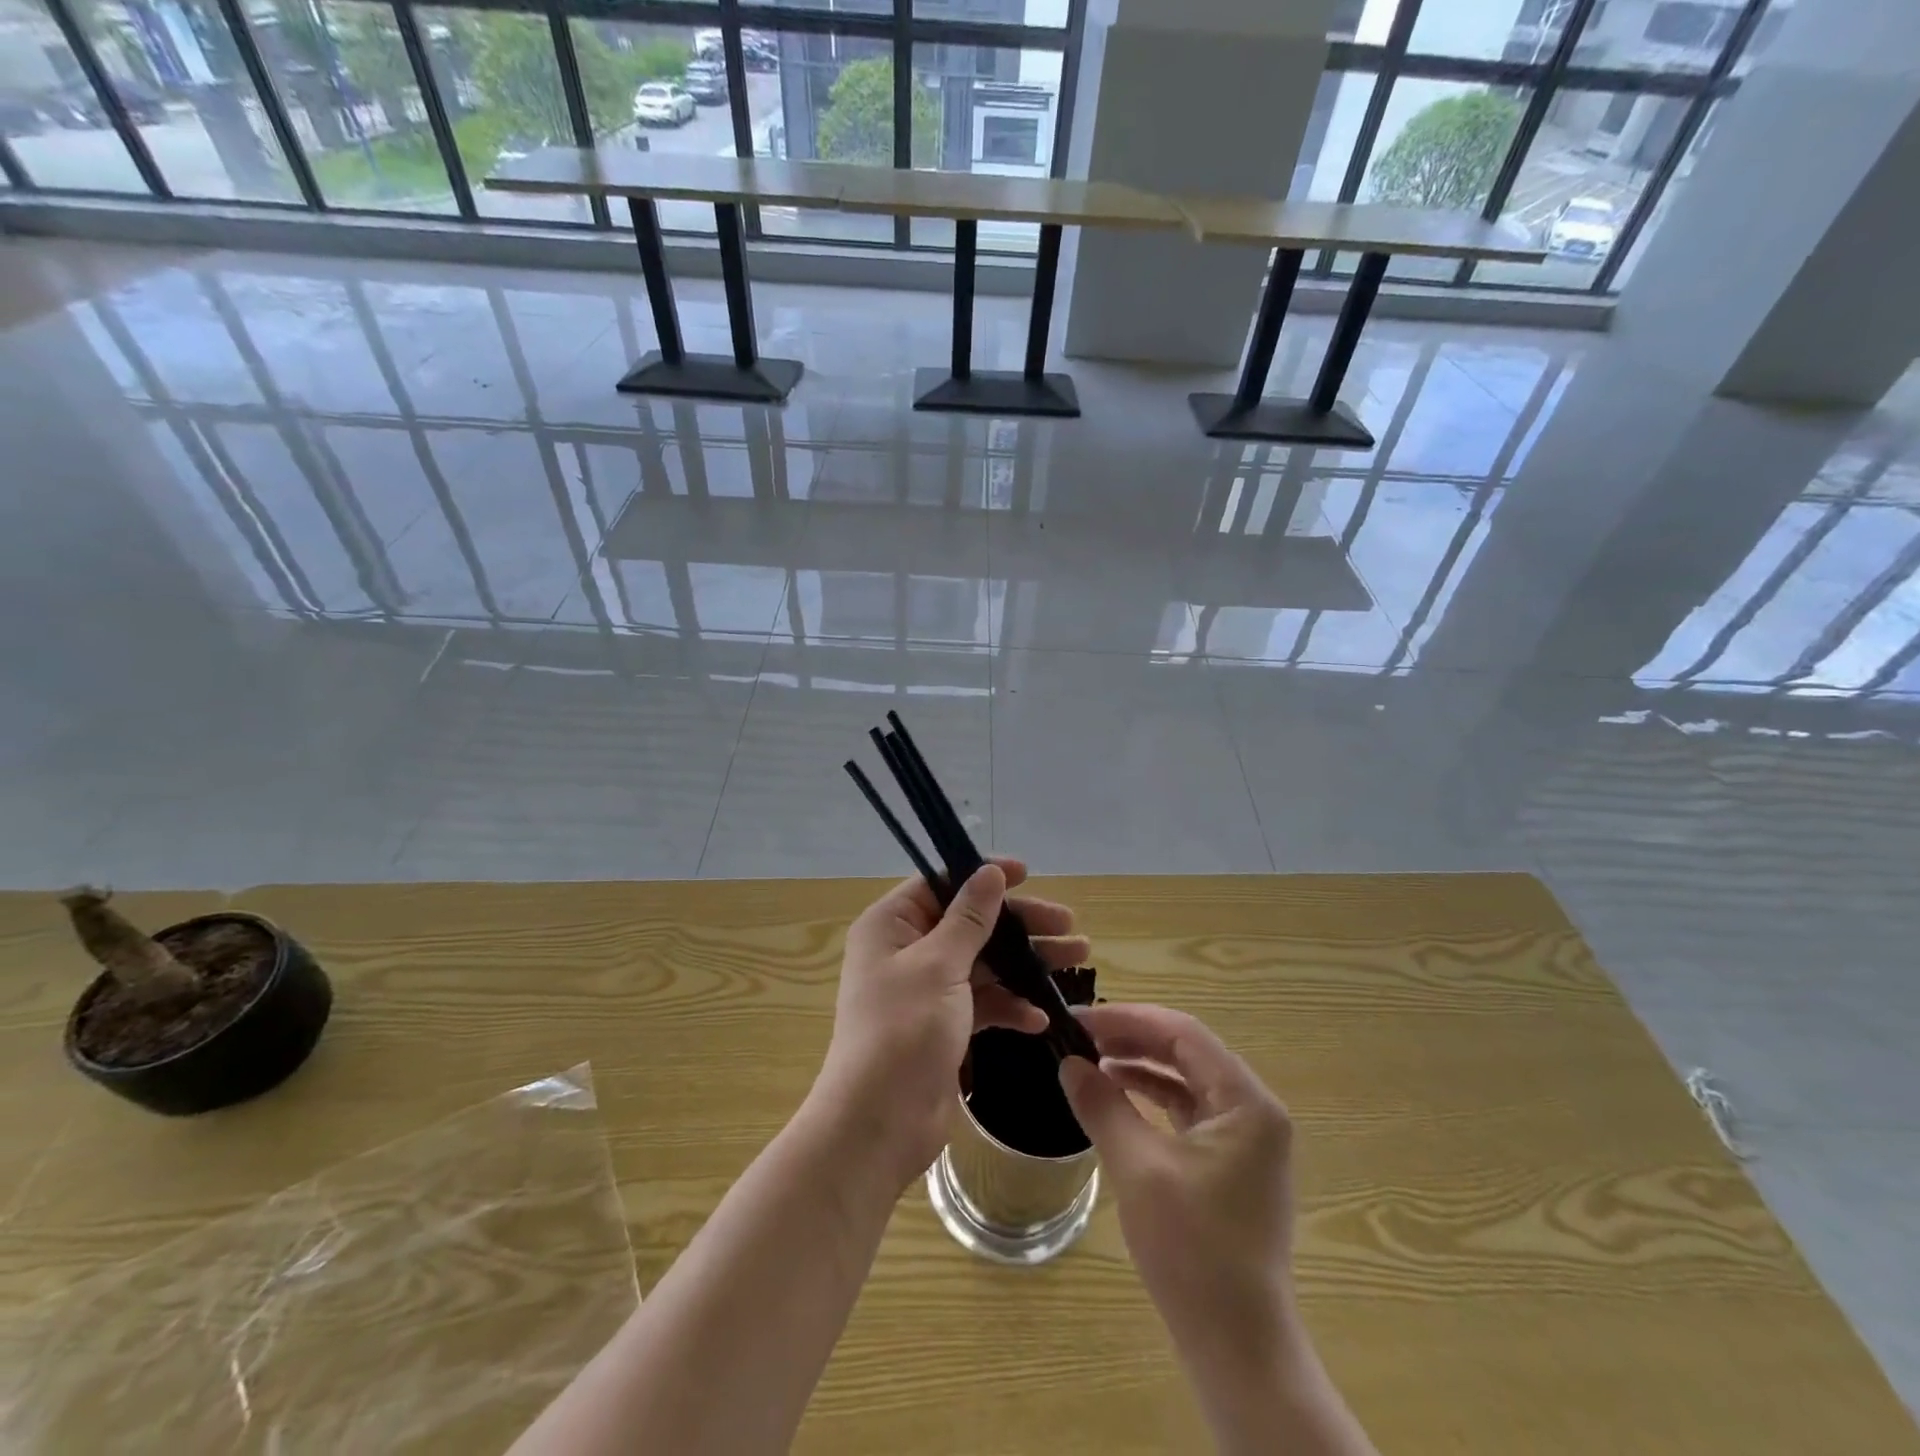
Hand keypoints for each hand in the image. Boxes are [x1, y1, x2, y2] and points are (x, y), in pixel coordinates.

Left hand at [811, 859, 1089, 1192]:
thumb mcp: (939, 965)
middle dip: (1020, 924)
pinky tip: (1040, 1017)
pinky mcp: (944, 1025)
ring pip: (983, 962)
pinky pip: (983, 1003)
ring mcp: (927, 990)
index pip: (941, 883)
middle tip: (1068, 924)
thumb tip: (990, 871)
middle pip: (971, 922)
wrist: (879, 1124)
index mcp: (892, 925)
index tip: (1028, 874)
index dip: (984, 875)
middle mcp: (907, 950)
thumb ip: (970, 917)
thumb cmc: (904, 1031)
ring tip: (1076, 960)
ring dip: (1025, 963)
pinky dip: (1010, 1006)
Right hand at [1059, 1004, 1297, 1374]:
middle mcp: (1254, 1110)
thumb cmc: (1193, 1251)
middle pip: (1187, 1051)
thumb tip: (1068, 1063)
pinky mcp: (1231, 1162)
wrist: (1238, 1347)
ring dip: (1141, 1065)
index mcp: (1247, 1102)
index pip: (1184, 1033)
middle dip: (1132, 1038)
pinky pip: (1188, 1110)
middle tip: (1080, 1035)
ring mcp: (1246, 1138)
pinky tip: (1117, 1096)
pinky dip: (1152, 1097)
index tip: (1080, 1019)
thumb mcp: (1138, 1169)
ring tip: (1091, 1060)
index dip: (1129, 1019)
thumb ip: (1103, 1106)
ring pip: (1187, 1078)